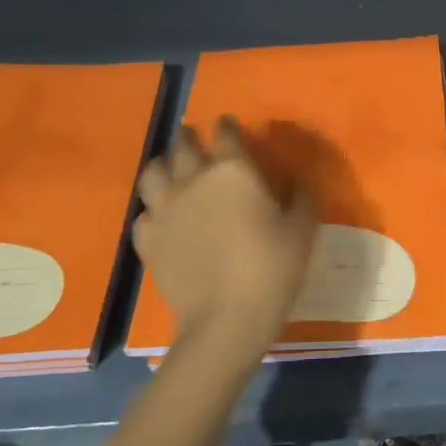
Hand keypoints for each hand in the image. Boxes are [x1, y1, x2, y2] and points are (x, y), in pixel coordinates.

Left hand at [134, 117, 317, 369]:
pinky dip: (153, 211)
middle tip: (196, 140)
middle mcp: (193, 180)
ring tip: (170, 171)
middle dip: (190, 137)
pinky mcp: (147, 239)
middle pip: (183, 145)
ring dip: (163, 165)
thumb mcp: (302, 232)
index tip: (229, 125)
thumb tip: (298, 183)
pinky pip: (144, 214)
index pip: (225, 132)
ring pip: (152, 172)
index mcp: (233, 171)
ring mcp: (164, 209)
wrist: (225, 320)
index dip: (227, 126)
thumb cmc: (271, 270)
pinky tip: (162, 219)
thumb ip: (301, 199)